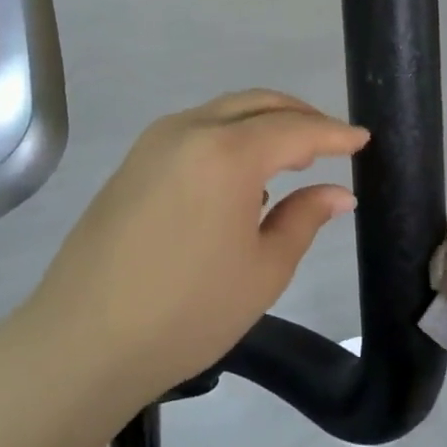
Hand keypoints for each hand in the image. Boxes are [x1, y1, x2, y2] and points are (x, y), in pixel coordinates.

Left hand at [25, 91, 367, 404]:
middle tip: (332, 144)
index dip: (334, 134)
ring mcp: (154, 143)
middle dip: (300, 116)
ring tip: (293, 159)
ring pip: (224, 113)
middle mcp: (189, 131)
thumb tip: (340, 194)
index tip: (363, 139)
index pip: (295, 129)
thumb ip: (305, 218)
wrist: (83, 342)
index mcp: (227, 153)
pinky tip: (242, 179)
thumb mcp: (264, 270)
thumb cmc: (187, 312)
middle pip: (257, 104)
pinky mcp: (133, 163)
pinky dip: (230, 138)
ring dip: (263, 124)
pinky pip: (196, 131)